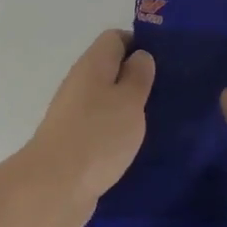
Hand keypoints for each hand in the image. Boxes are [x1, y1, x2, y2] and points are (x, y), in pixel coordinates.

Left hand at [20, 30, 154, 226]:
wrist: (55, 187)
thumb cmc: (98, 136)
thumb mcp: (129, 100)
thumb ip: (138, 76)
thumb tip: (140, 56)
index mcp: (92, 66)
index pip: (115, 39)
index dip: (141, 44)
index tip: (167, 62)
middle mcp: (80, 85)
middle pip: (111, 70)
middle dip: (139, 78)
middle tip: (170, 93)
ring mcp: (75, 115)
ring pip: (107, 101)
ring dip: (131, 108)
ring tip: (162, 119)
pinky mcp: (76, 143)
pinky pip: (103, 127)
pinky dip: (120, 132)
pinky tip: (140, 146)